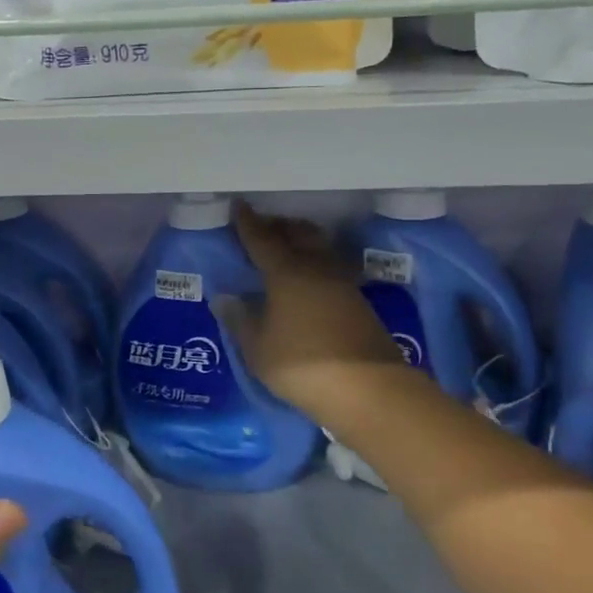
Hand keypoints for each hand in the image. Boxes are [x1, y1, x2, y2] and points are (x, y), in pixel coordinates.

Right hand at [224, 203, 416, 423]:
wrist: (368, 388)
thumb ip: (240, 320)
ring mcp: (341, 282)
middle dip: (278, 225)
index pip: (262, 239)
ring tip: (287, 244)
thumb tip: (225, 297)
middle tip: (262, 225)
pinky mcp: (358, 300)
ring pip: (318, 246)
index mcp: (286, 272)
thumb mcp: (258, 348)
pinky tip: (310, 276)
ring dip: (301, 238)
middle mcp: (315, 267)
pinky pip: (331, 266)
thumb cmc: (302, 365)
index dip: (247, 222)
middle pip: (297, 233)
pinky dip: (316, 260)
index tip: (238, 205)